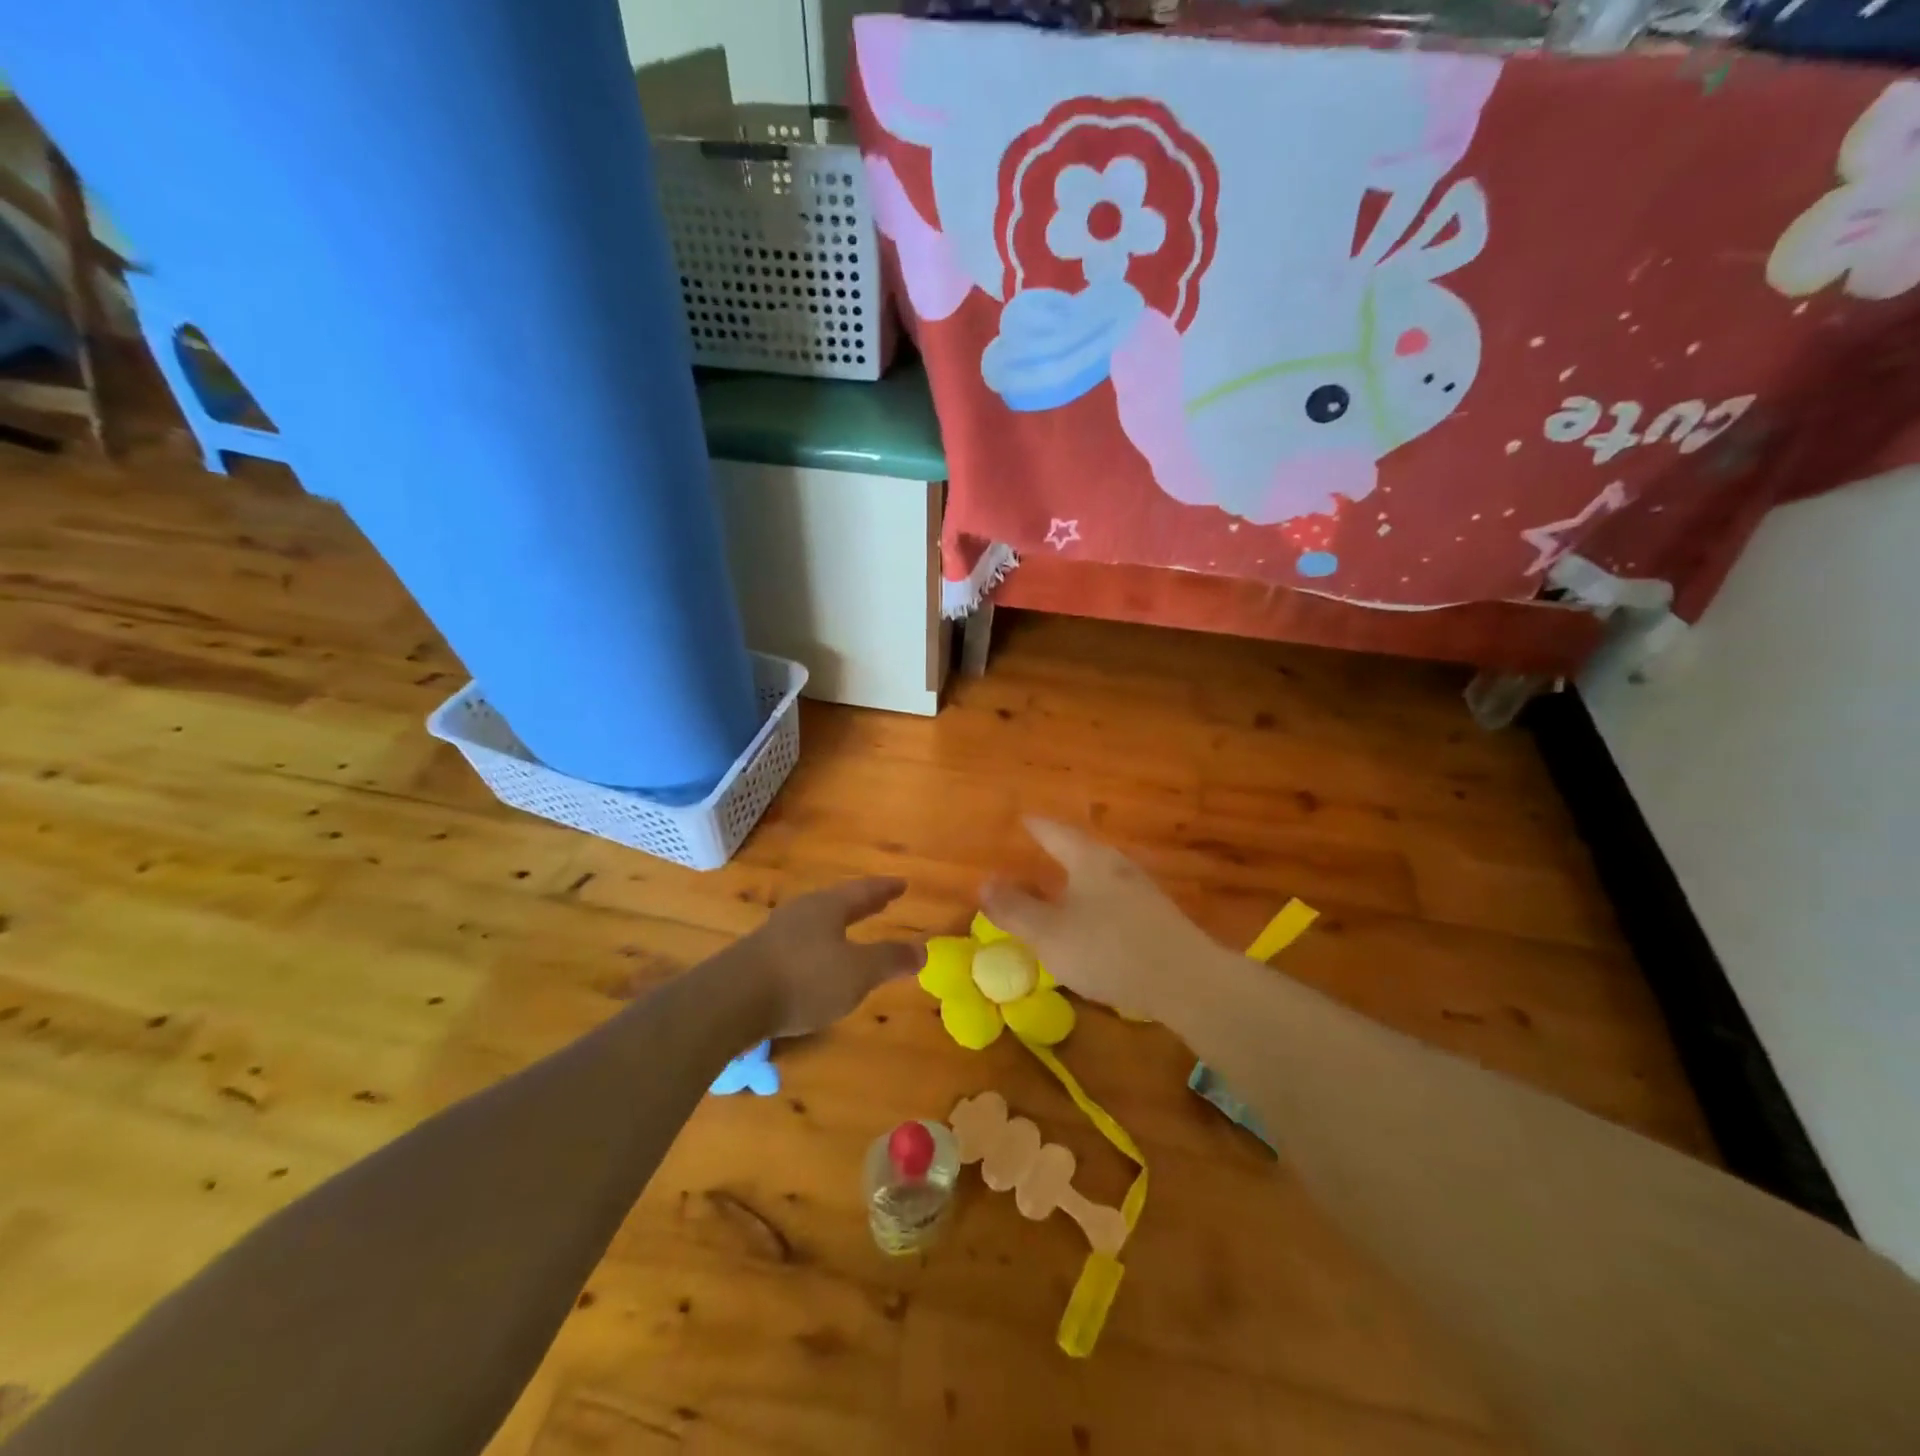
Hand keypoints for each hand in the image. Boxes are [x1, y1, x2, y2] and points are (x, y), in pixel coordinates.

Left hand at [735, 878, 923, 1037]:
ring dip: (837, 925)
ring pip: (816, 922)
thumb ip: (890, 960)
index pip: (864, 891)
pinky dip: (818, 946)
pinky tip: (817, 962)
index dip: (885, 889)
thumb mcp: (857, 972)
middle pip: (838, 902)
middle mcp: (802, 912)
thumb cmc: (804, 979)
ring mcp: (777, 934)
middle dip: (861, 904)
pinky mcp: (758, 959)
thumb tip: (924, 949)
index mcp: (828, 907)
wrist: (731, 1001)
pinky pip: (799, 943)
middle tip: (881, 902)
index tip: (902, 883)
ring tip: (851, 930)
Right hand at [981, 819, 1222, 1024]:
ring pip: (1103, 875)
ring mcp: (1143, 891)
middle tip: (1041, 849)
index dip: (1038, 827)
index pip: (1056, 833)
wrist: (1186, 981)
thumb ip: (1015, 909)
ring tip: (1064, 884)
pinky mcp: (1158, 918)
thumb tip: (984, 883)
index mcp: (1089, 860)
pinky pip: (1118, 898)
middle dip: (1061, 850)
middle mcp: (1118, 866)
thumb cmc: (1108, 949)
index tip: (1025, 819)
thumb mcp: (1049, 933)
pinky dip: (1098, 901)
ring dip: (1081, 877)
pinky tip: (1095, 920)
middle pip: (1084, 850)